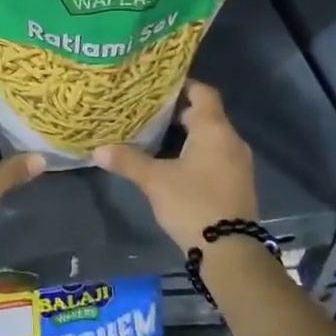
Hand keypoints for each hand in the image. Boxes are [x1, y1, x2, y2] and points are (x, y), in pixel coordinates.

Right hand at [94, 82, 257, 255]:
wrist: (231, 250)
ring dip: (189, 134)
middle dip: (179, 112)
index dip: (182, 85)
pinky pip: (217, 156)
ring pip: (212, 137)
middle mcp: (231, 140)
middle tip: (148, 112)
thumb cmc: (193, 203)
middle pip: (207, 114)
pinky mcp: (238, 183)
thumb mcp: (155, 181)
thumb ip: (128, 161)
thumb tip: (97, 149)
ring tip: (157, 137)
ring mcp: (238, 163)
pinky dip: (198, 153)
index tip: (157, 87)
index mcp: (214, 129)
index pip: (203, 92)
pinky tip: (176, 164)